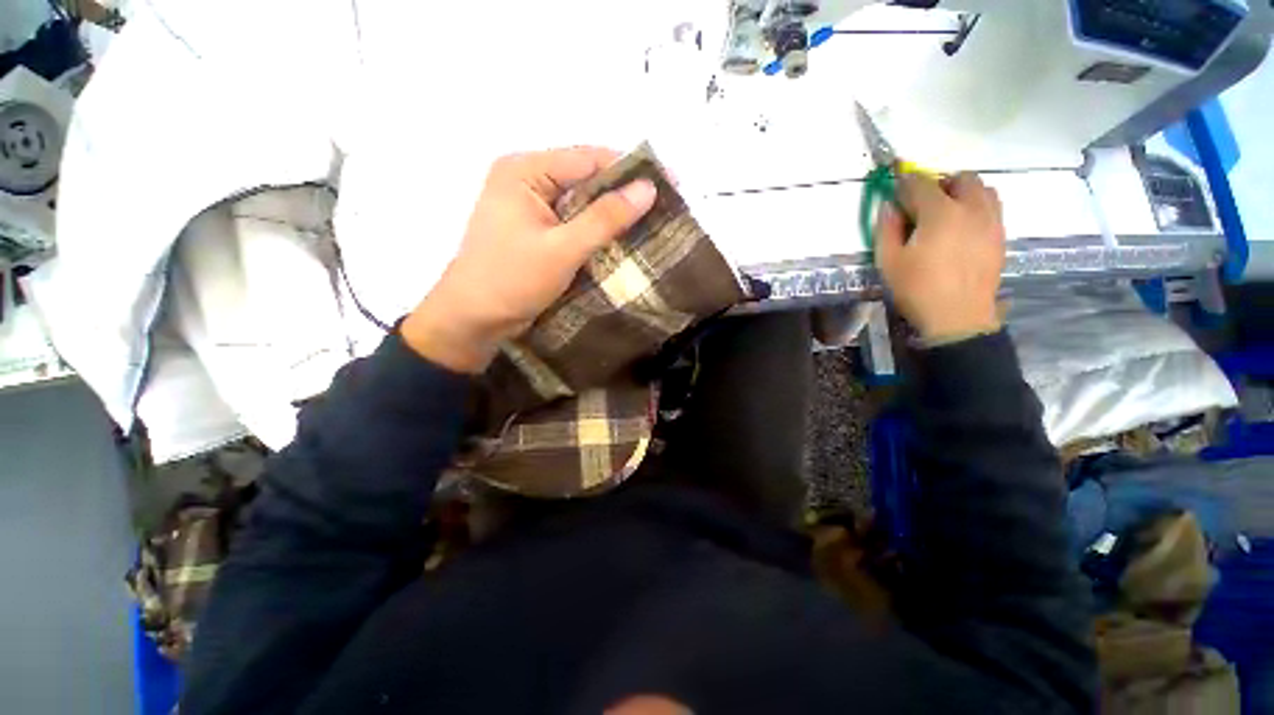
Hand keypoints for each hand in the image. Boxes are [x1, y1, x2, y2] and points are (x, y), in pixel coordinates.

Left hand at [402, 148, 657, 372]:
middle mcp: (527, 181)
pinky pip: (574, 224)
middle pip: (586, 179)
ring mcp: (531, 208)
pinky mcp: (537, 232)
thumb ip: (605, 218)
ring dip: (613, 215)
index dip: (631, 170)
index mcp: (525, 171)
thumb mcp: (563, 249)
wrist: (474, 319)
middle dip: (624, 194)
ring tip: (652, 224)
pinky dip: (597, 232)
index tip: (670, 183)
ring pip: (582, 203)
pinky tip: (622, 240)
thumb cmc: (512, 280)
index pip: (589, 159)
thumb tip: (648, 188)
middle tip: (665, 207)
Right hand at [874, 172, 1005, 342]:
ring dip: (963, 192)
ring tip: (946, 212)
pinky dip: (976, 207)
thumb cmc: (917, 289)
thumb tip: (888, 206)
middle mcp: (972, 209)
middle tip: (922, 202)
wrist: (958, 317)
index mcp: (940, 213)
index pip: (921, 183)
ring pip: (983, 189)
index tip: (894, 187)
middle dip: (940, 183)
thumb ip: (886, 229)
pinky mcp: (1000, 236)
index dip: (904, 182)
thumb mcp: (889, 261)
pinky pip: (992, 207)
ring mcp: (991, 221)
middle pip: (961, 178)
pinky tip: (962, 228)